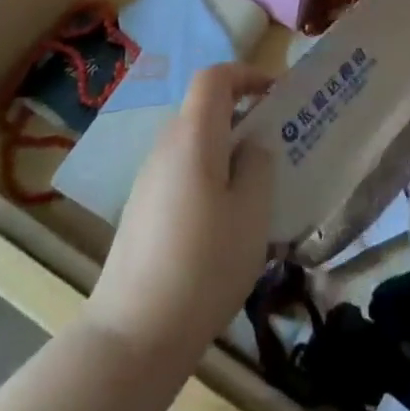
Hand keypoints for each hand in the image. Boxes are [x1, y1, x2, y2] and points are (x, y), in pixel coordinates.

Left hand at [87, 63, 274, 372]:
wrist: (132, 336)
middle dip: (243, 117)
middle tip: (277, 146)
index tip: (276, 94)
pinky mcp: (141, 212)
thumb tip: (252, 147)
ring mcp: (148, 180)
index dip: (247, 74)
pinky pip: (182, 174)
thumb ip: (259, 165)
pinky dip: (209, 178)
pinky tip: (225, 225)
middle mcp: (166, 147)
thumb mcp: (252, 212)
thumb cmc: (204, 265)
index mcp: (194, 136)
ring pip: (195, 145)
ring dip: (227, 152)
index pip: (214, 77)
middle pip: (204, 110)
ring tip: (257, 190)